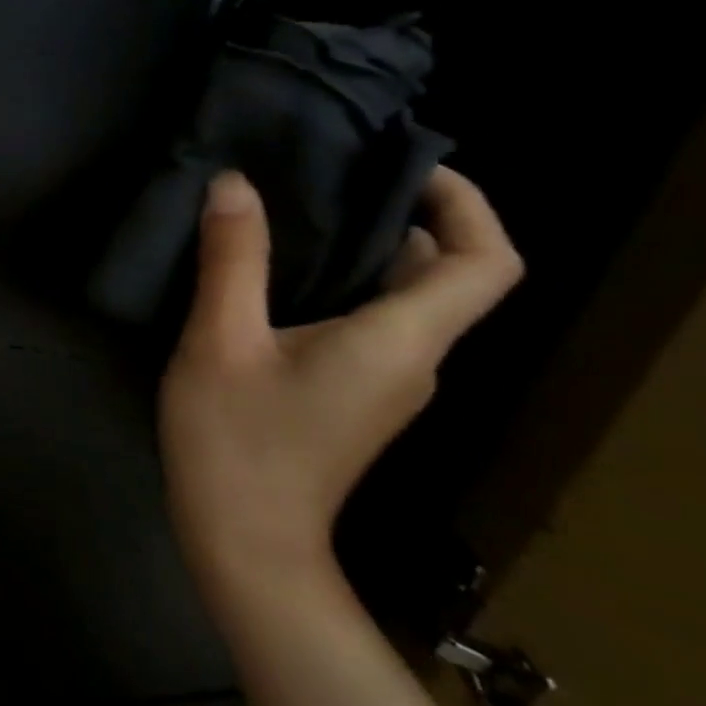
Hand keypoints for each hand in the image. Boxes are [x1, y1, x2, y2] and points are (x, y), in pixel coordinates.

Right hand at [160, 166, 522, 594]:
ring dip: (372, 251)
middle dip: (407, 217)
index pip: (485, 263)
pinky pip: (376, 324)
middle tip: (332, 176)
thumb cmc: (235, 438)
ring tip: (299, 212)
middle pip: (448, 277)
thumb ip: (232, 260)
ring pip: (407, 301)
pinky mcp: (358, 397)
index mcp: (399, 341)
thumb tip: (235, 184)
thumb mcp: (219, 341)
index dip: (466, 205)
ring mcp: (388, 383)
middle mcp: (415, 359)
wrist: (245, 537)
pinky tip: (281, 276)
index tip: (406, 168)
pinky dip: (349, 286)